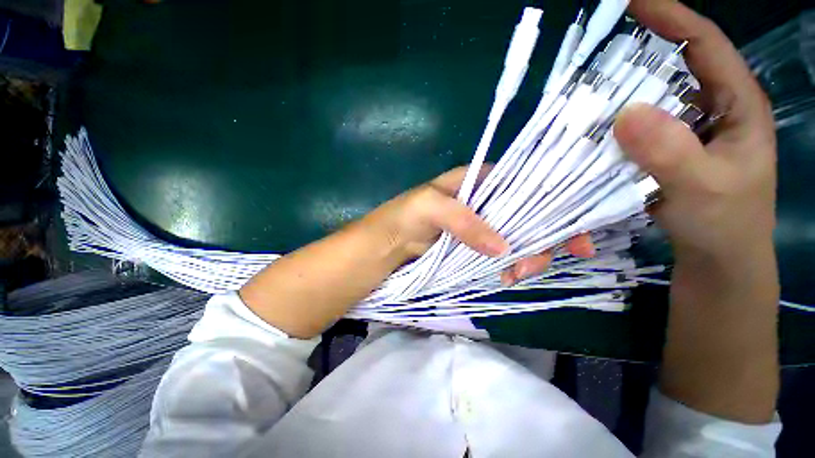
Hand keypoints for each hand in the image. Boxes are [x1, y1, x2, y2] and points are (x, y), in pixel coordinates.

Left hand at [361, 166, 593, 284]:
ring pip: (518, 236)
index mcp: (478, 180)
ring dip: (526, 256)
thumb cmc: (405, 215)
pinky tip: (507, 275)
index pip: (525, 185)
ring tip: (516, 274)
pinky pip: (503, 253)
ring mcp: (483, 224)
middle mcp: (486, 200)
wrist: (389, 242)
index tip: (575, 237)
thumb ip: (465, 221)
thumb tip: (503, 248)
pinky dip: (511, 264)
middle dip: (541, 240)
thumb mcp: (431, 206)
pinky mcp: (476, 245)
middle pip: (528, 215)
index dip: (553, 206)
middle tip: (533, 267)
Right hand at [616, 0, 776, 263]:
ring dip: (619, 94)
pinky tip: (592, 130)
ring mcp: (684, 130)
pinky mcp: (663, 150)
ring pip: (651, 100)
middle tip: (598, 50)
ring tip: (586, 91)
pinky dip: (613, 126)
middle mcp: (710, 108)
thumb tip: (625, 114)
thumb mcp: (704, 188)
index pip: (705, 45)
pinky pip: (635, 129)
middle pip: (673, 67)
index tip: (633, 1)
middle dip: (637, 53)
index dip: (671, 17)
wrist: (717, 256)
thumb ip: (670, 152)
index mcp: (737, 104)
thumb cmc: (724, 223)